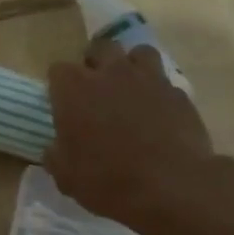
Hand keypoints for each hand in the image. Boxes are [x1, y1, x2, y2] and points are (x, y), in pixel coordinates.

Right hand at [45, 41, 233, 234]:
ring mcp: (148, 79)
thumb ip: (56, 155)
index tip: (63, 103)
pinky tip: (158, 113)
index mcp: (74, 89)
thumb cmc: (107, 180)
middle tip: (96, 87)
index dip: (60, 86)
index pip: (58, 70)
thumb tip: (55, 148)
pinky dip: (158, 92)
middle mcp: (110, 73)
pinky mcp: (178, 94)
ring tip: (130, 89)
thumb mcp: (66, 177)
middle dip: (96, 62)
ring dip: (131, 66)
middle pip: (100, 47)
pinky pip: (165, 82)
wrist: (171, 187)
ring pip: (138, 53)